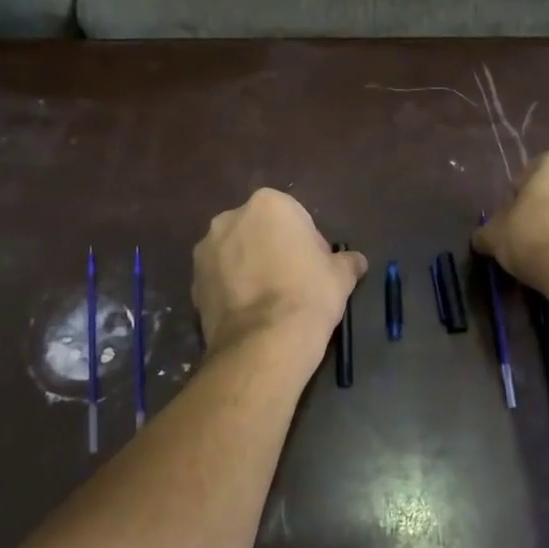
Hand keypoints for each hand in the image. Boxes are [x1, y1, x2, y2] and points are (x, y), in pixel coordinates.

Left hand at [192, 189, 366, 348]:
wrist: (265, 343)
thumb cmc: (308, 295)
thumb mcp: (341, 276)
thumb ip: (347, 262)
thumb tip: (356, 262)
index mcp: (268, 204)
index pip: (294, 217)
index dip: (307, 243)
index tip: (315, 269)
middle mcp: (230, 218)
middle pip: (259, 231)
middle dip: (272, 250)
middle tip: (293, 283)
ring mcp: (206, 251)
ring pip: (235, 254)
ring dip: (249, 268)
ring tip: (268, 302)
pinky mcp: (192, 283)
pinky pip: (219, 280)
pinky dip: (232, 290)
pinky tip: (250, 314)